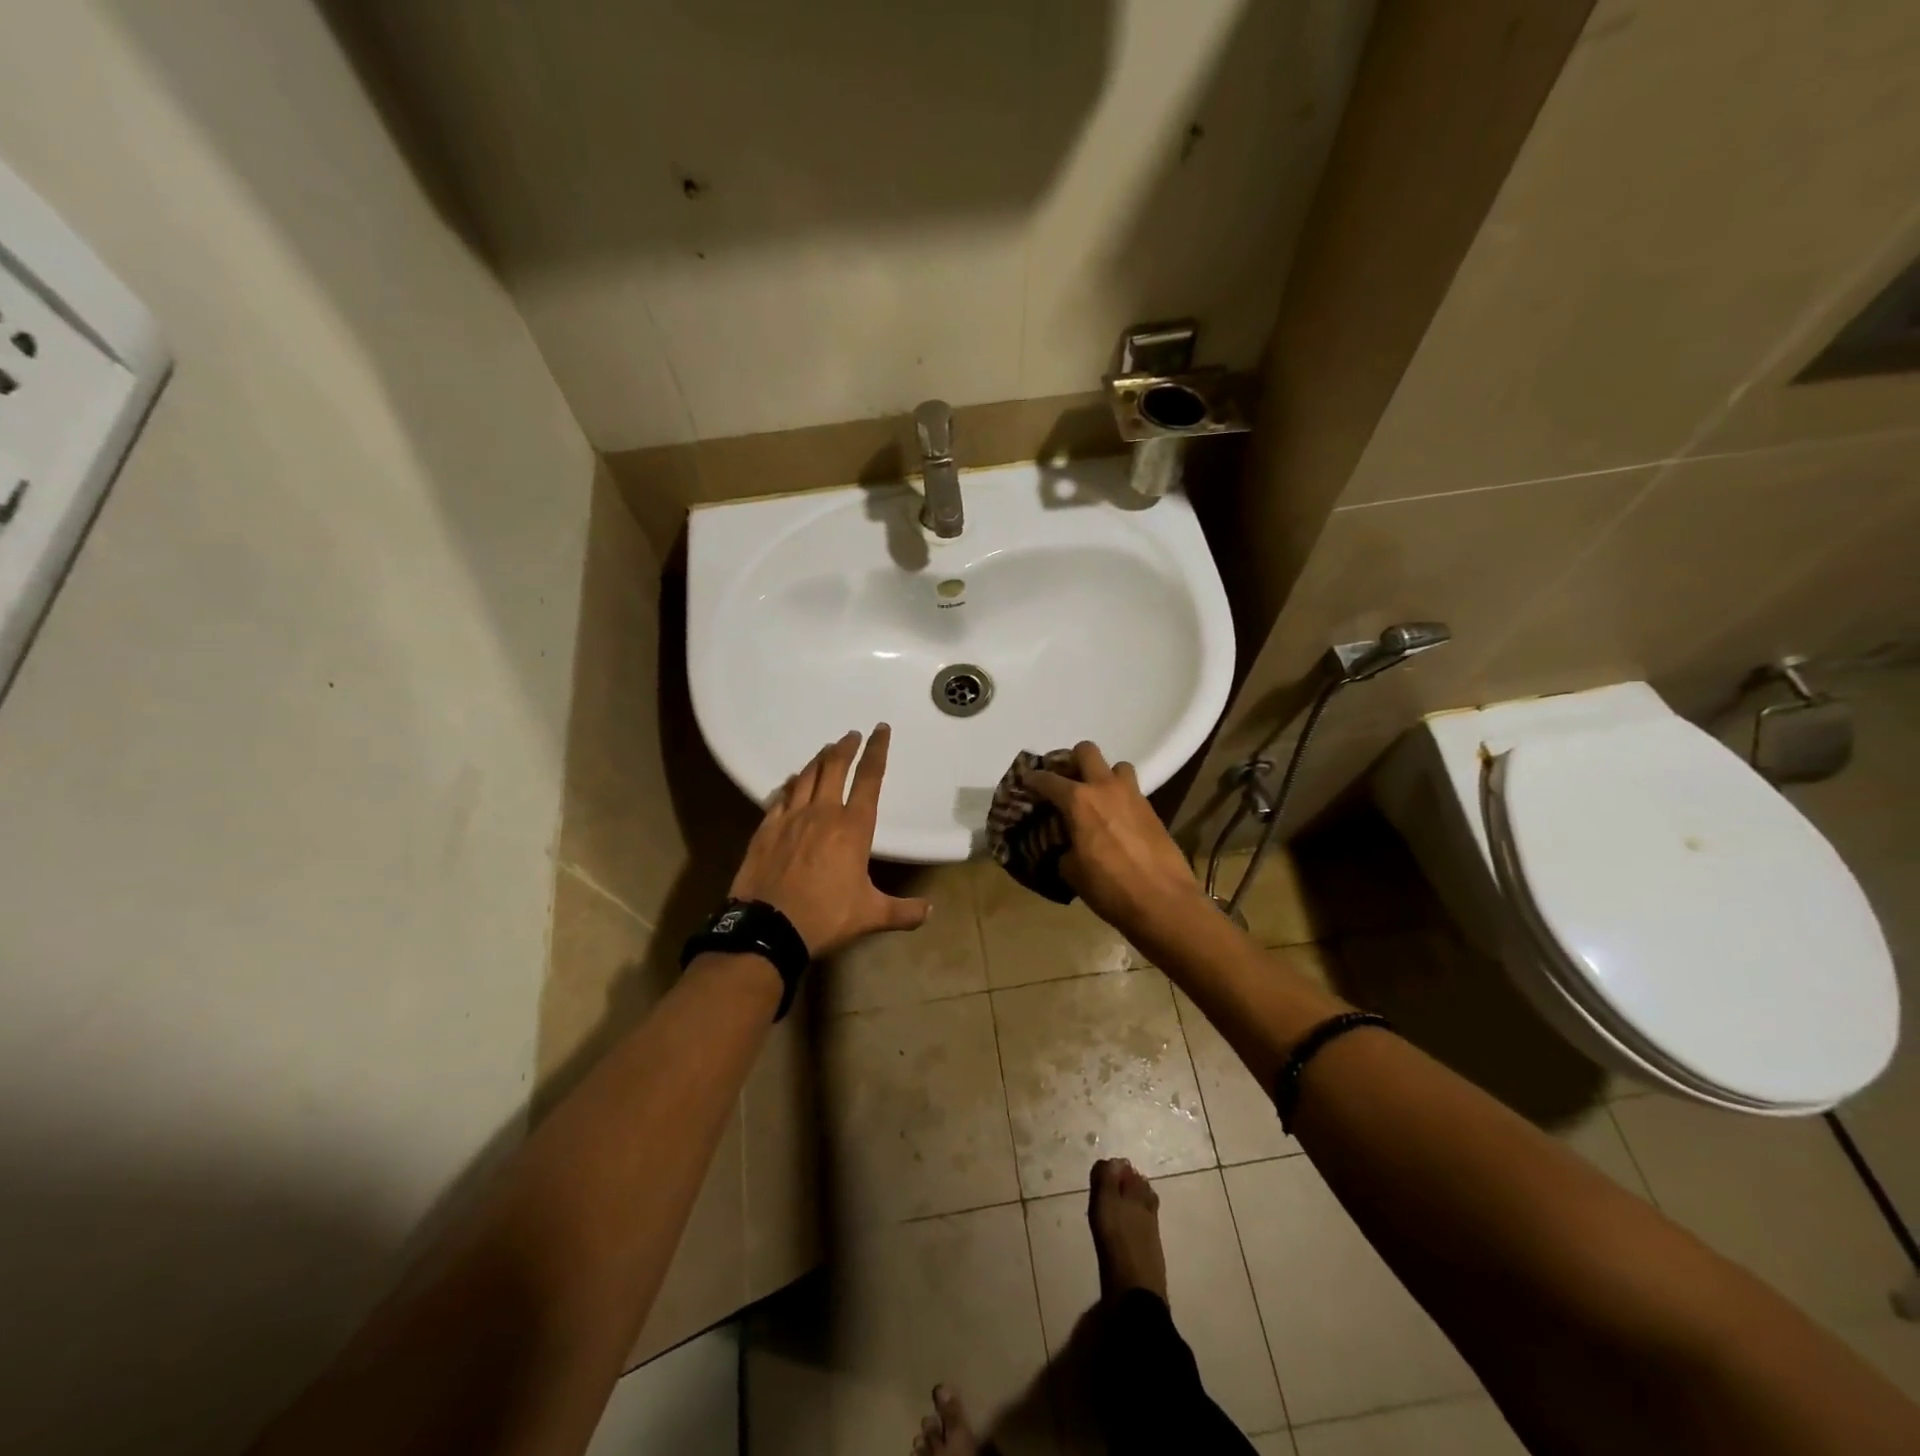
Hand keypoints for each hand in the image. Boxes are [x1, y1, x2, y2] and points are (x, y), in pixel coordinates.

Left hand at [729, 725, 929, 957]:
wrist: (768, 927)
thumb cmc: (826, 917)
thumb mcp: (871, 915)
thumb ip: (902, 911)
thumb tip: (929, 911)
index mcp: (853, 828)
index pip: (869, 779)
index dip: (877, 751)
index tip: (881, 730)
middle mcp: (823, 814)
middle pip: (835, 768)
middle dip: (846, 747)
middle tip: (851, 735)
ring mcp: (791, 819)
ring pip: (806, 777)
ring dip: (818, 760)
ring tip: (826, 751)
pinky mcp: (766, 829)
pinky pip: (781, 797)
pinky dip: (790, 785)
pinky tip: (791, 782)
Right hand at [1023, 742, 1208, 938]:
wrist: (1163, 902)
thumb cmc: (1109, 887)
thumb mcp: (1072, 871)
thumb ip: (1063, 848)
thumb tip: (1067, 845)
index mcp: (1078, 800)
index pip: (1047, 779)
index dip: (1032, 779)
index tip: (1026, 782)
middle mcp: (1105, 788)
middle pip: (1086, 751)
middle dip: (1072, 760)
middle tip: (1065, 780)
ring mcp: (1132, 795)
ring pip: (1116, 766)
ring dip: (1103, 775)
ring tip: (1096, 797)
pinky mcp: (1152, 809)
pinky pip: (1131, 790)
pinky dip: (1119, 797)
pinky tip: (1114, 819)